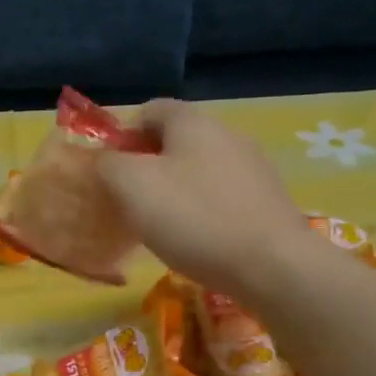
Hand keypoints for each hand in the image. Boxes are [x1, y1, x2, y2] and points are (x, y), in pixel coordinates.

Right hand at [98, 99, 319, 297]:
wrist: (271, 265)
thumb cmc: (193, 217)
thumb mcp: (131, 186)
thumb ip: (108, 164)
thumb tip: (104, 159)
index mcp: (192, 122)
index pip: (149, 110)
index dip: (122, 135)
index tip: (108, 170)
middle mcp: (227, 133)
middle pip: (175, 140)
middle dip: (146, 165)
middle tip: (127, 201)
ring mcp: (252, 166)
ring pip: (198, 169)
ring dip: (173, 189)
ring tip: (159, 225)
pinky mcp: (266, 199)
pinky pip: (221, 195)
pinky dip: (201, 209)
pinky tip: (195, 239)